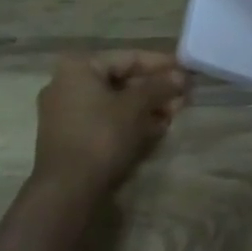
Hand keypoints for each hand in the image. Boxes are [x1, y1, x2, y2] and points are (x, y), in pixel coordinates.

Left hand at [32, 51, 186, 196]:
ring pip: (115, 102)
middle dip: (155, 89)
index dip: (161, 64)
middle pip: (122, 80)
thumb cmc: (101, 136)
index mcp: (79, 68)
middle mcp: (68, 84)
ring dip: (146, 107)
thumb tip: (181, 76)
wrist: (66, 193)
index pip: (129, 58)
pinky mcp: (71, 138)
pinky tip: (156, 129)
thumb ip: (159, 86)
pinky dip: (130, 122)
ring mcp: (66, 113)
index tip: (185, 70)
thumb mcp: (136, 106)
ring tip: (174, 115)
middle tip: (182, 96)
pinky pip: (105, 120)